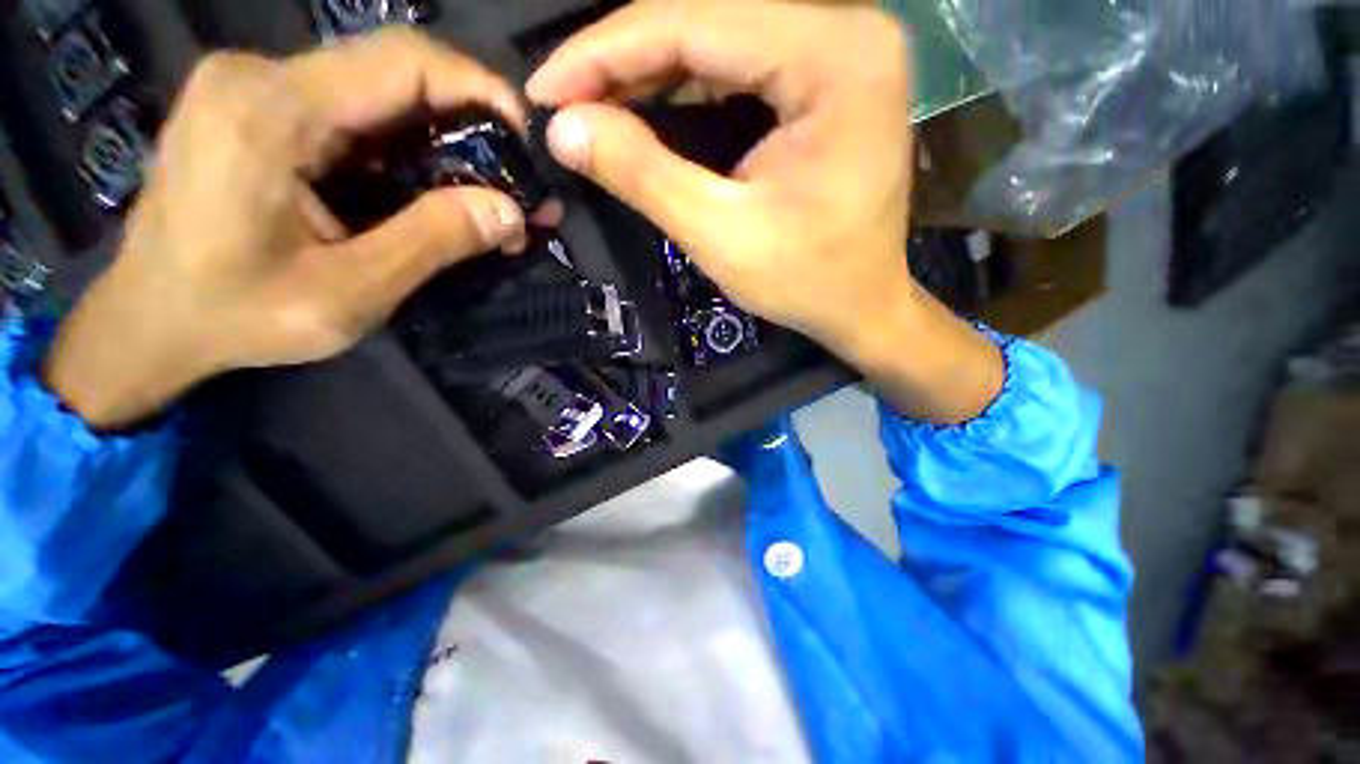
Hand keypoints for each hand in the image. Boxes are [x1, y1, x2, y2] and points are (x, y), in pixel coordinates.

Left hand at [46, 29, 535, 429]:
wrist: (151, 321)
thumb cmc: (235, 315)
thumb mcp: (348, 293)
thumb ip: (431, 243)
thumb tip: (511, 213)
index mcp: (269, 110)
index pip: (403, 62)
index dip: (480, 89)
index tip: (529, 140)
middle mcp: (261, 78)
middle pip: (396, 73)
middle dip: (472, 127)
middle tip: (518, 185)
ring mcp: (258, 90)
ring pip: (381, 96)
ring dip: (446, 145)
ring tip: (489, 199)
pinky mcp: (262, 112)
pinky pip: (357, 116)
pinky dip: (410, 152)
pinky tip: (437, 192)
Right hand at [528, 1, 1002, 422]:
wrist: (862, 305)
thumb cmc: (806, 281)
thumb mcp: (720, 234)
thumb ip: (643, 174)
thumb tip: (562, 128)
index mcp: (834, 56)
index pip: (695, 23)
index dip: (605, 52)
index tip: (544, 89)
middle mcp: (844, 29)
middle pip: (707, 21)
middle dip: (623, 61)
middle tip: (563, 101)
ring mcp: (836, 51)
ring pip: (717, 39)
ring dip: (646, 71)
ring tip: (589, 105)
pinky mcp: (822, 78)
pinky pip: (736, 65)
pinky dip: (681, 86)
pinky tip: (640, 105)